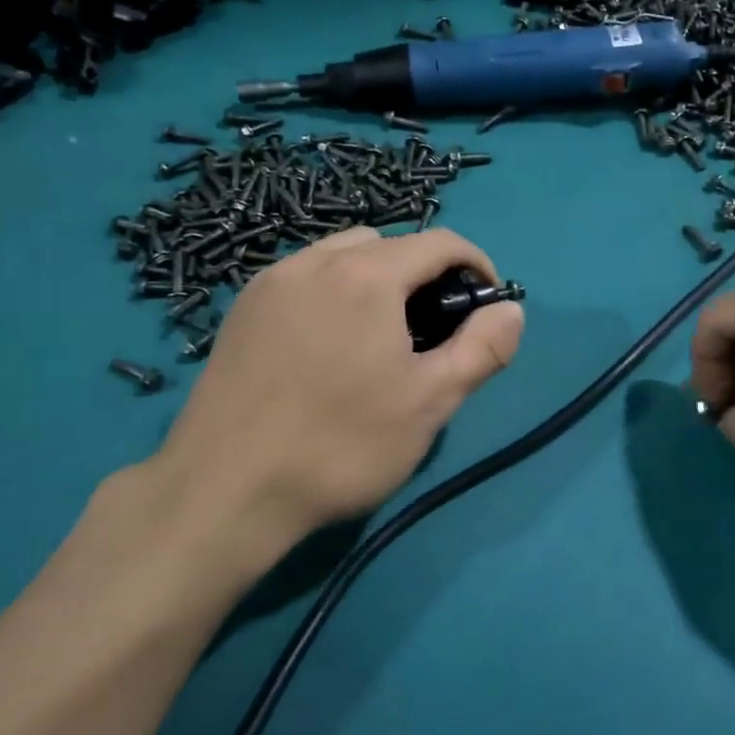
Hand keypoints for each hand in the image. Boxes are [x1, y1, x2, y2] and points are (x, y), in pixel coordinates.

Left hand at [118, 227, 523, 585]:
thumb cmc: (341, 446)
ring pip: (342, 255)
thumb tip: (511, 310)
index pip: (439, 242)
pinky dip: (333, 290)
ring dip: (376, 278)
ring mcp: (271, 283)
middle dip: (423, 272)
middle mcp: (316, 261)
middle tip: (432, 329)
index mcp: (367, 276)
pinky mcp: (242, 310)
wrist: (223, 492)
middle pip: (389, 243)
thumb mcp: (430, 403)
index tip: (486, 304)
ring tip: (380, 336)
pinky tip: (330, 344)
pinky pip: (304, 277)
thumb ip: (481, 349)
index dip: (475, 265)